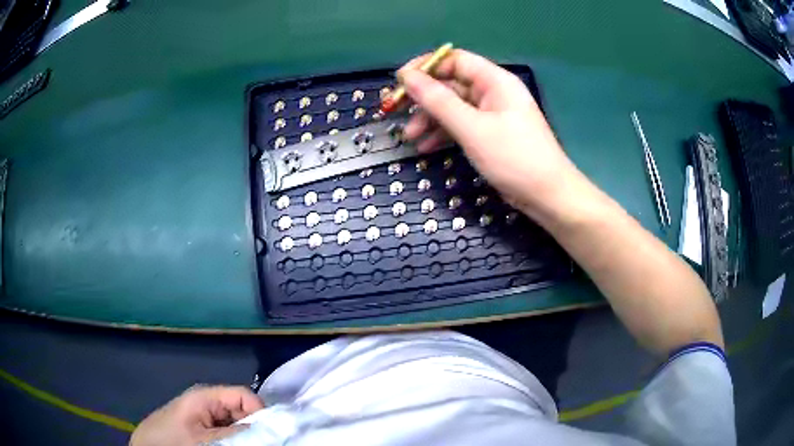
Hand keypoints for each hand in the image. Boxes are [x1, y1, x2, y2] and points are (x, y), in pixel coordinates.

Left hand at [129, 385, 264, 445]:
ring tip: (239, 445)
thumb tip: (269, 429)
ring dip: (242, 435)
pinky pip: (224, 430)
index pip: (245, 396)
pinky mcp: (199, 427)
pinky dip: (232, 439)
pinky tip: (229, 445)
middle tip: (253, 443)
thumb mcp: (206, 440)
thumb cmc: (172, 440)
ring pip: (235, 423)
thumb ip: (237, 433)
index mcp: (206, 396)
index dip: (261, 414)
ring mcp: (203, 415)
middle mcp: (207, 402)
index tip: (269, 435)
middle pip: (242, 410)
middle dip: (252, 427)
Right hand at [398, 49, 580, 216]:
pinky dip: (443, 134)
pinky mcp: (490, 135)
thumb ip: (438, 101)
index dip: (426, 67)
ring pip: (453, 108)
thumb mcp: (472, 128)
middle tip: (395, 113)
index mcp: (494, 81)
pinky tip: (426, 148)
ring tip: (409, 138)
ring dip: (430, 120)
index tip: (399, 83)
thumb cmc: (513, 158)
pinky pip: (461, 126)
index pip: (454, 60)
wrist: (547, 196)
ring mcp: (492, 115)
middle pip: (451, 85)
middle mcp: (493, 92)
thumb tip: (407, 77)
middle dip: (423, 99)